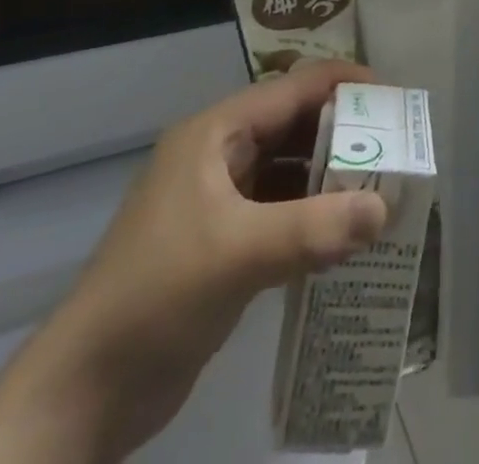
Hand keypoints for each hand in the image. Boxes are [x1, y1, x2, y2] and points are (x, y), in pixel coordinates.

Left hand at [0, 62, 386, 463]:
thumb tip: (385, 209)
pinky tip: (347, 234)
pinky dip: (314, 215)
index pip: (293, 88)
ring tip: (383, 189)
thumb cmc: (156, 297)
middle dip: (345, 134)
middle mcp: (219, 154)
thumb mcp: (238, 254)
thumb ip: (314, 228)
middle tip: (396, 149)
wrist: (83, 394)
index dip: (344, 85)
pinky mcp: (223, 242)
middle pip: (295, 125)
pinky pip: (282, 211)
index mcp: (215, 133)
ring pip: (290, 169)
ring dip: (332, 177)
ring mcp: (220, 200)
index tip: (394, 100)